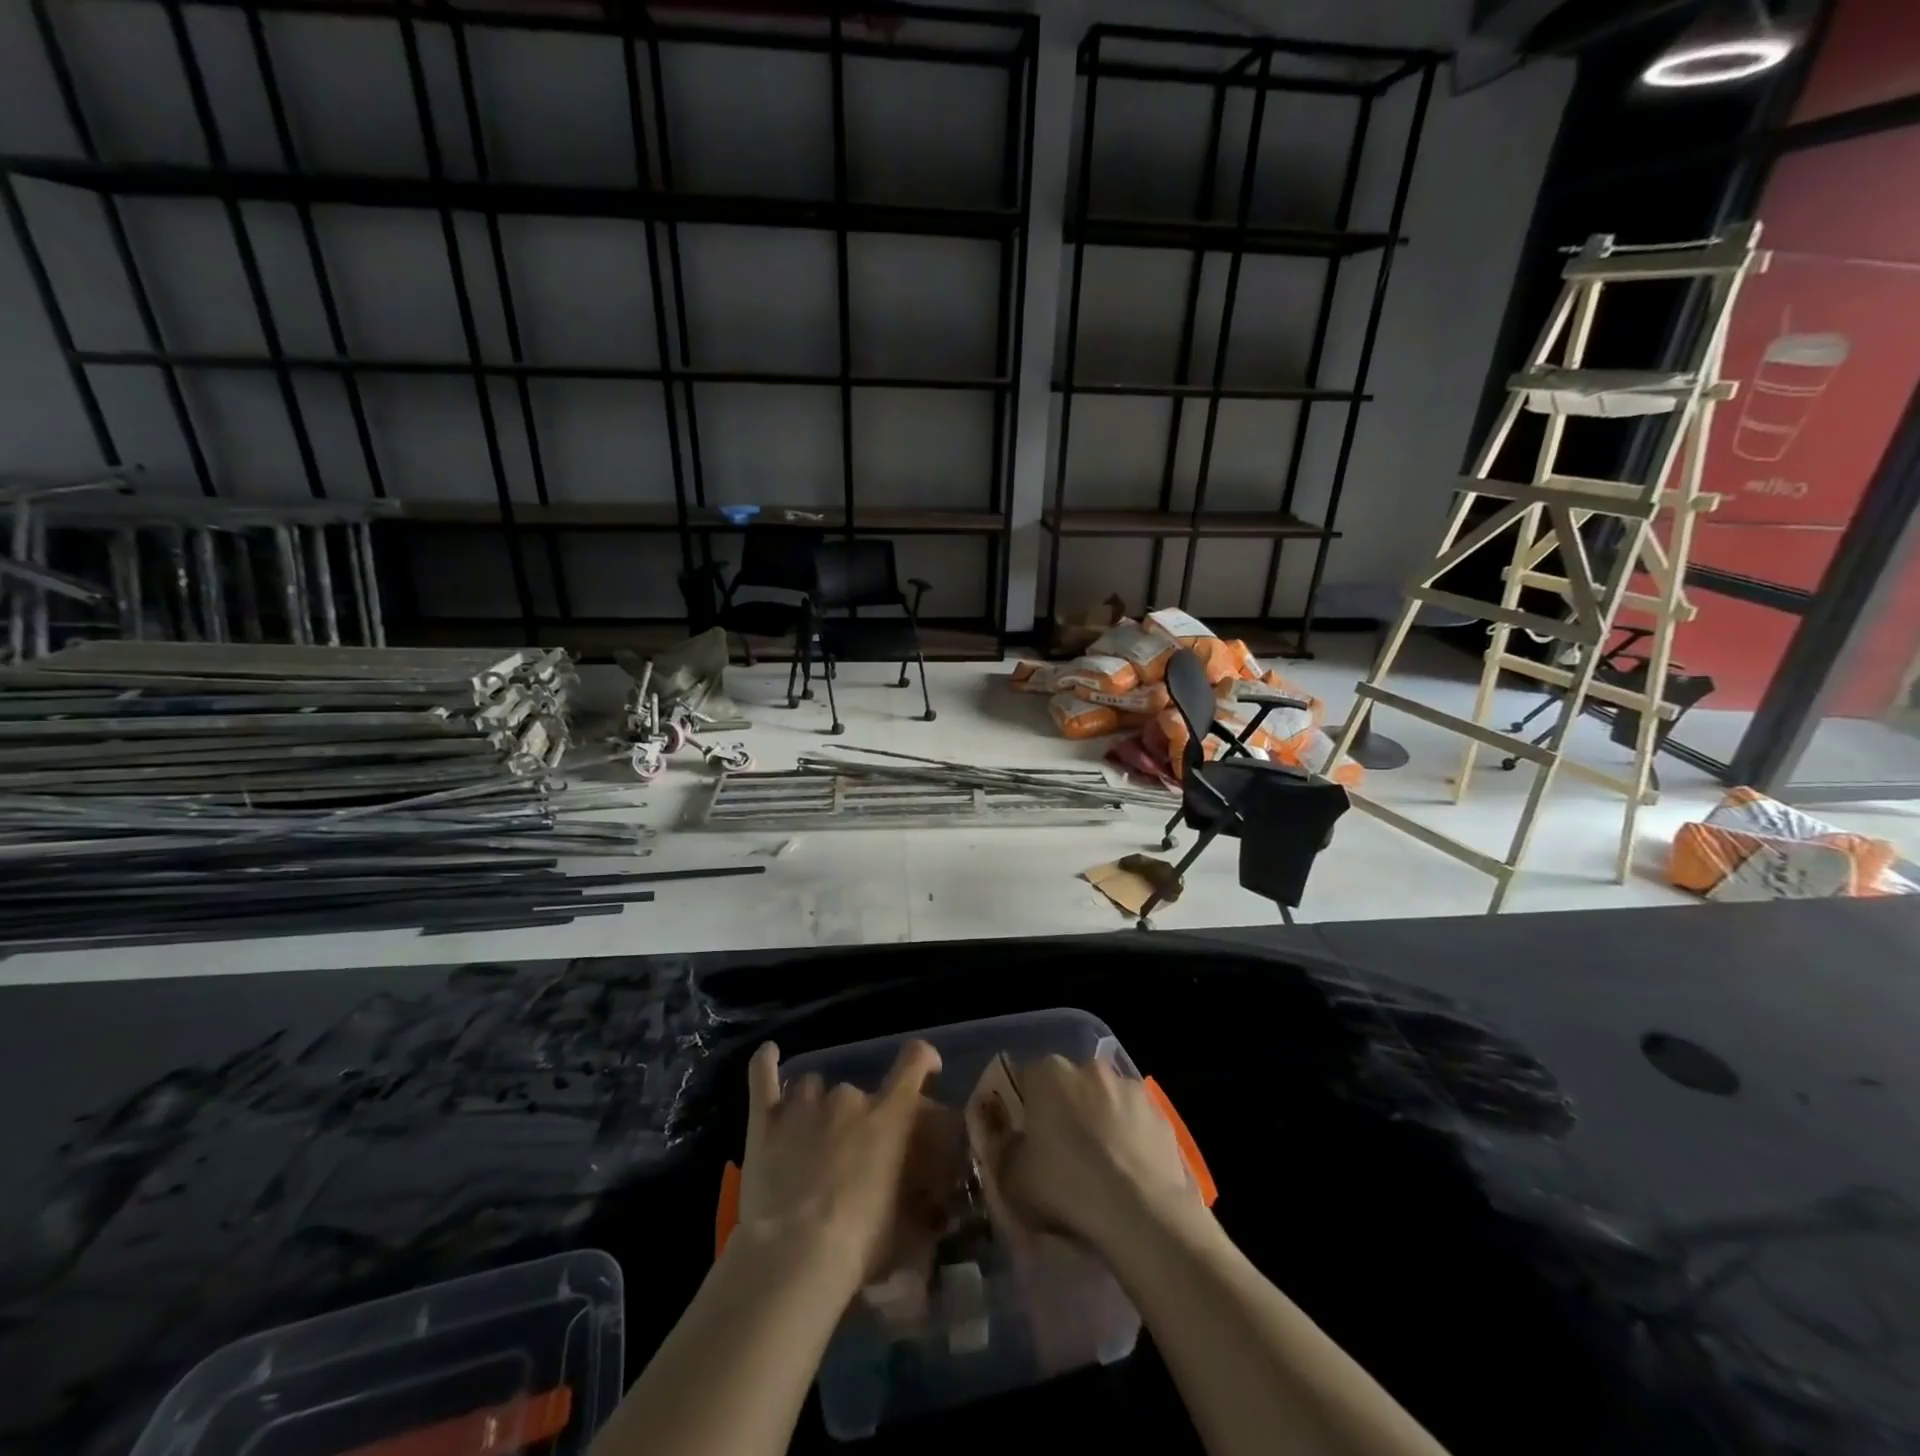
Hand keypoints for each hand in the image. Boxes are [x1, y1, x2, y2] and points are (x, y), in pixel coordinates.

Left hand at [737, 1039, 945, 1292]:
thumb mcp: (905, 1225)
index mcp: (888, 1116)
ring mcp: (804, 1105)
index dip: (923, 1058)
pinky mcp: (765, 1119)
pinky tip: (768, 1054)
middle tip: (849, 1155)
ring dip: (815, 1107)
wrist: (795, 1256)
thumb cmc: (859, 1243)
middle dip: (855, 1117)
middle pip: (857, 1092)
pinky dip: (765, 1063)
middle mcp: (849, 1097)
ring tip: (809, 1140)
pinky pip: (763, 1077)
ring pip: (813, 1087)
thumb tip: (931, 1208)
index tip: (927, 1068)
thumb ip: (918, 1203)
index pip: (914, 1062)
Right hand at [977, 1055, 1200, 1256]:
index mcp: (1048, 1073)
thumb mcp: (1013, 1180)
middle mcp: (1088, 1068)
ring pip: (1104, 1101)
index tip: (1024, 1138)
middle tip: (1061, 1153)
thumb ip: (1005, 1153)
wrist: (1141, 1213)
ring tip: (1100, 1167)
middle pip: (1068, 1086)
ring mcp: (1129, 1088)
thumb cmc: (1066, 1187)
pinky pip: (1135, 1122)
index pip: (1026, 1079)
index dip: (1023, 1109)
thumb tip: (1011, 1144)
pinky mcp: (1160, 1113)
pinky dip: (1130, 1139)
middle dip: (1063, 1111)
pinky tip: (1129, 1175)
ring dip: (1099, 1122)